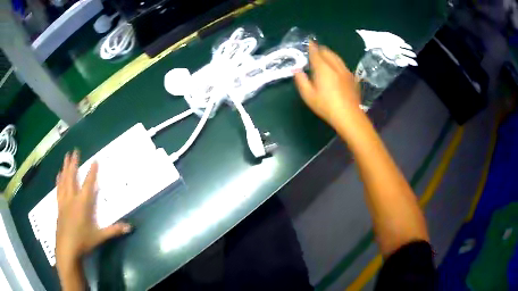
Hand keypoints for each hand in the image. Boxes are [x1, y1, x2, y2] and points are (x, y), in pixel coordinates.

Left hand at [55, 150, 130, 272]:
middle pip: (72, 178)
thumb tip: (130, 227)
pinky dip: (59, 181)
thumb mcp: (99, 237)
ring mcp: (64, 202)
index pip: (88, 185)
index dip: (92, 172)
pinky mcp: (59, 207)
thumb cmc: (83, 241)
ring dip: (65, 168)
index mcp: (82, 204)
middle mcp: (72, 199)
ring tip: (66, 158)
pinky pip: (58, 190)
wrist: (67, 249)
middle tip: (74, 151)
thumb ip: (113, 230)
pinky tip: (58, 175)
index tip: (94, 160)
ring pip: (64, 181)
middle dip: (73, 164)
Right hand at [294, 42, 361, 126]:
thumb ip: (301, 80)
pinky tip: (335, 68)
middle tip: (314, 51)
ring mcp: (345, 71)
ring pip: (336, 56)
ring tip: (324, 57)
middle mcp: (335, 66)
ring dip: (329, 54)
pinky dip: (336, 62)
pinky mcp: (352, 77)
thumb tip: (296, 69)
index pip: (316, 52)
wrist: (349, 115)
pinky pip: (342, 64)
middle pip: (327, 51)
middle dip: (320, 49)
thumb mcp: (308, 96)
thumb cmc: (326, 106)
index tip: (308, 42)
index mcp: (323, 68)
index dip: (311, 46)